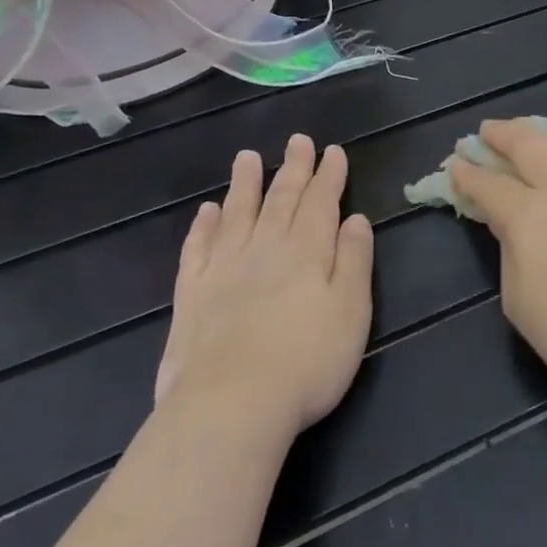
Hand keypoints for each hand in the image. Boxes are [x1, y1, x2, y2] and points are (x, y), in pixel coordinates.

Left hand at [155, 134, 373, 432]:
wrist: (230, 406)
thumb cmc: (308, 360)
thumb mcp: (352, 310)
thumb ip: (354, 260)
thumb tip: (354, 219)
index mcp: (308, 251)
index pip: (322, 202)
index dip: (329, 175)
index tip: (333, 151)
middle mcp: (266, 249)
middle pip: (282, 200)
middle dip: (294, 168)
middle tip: (298, 140)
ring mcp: (224, 270)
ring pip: (237, 214)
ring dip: (245, 184)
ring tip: (248, 157)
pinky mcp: (191, 296)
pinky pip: (197, 249)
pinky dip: (204, 227)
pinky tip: (207, 212)